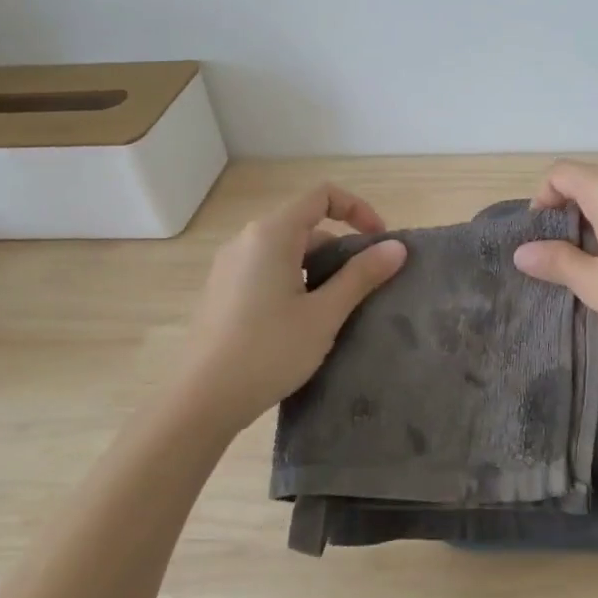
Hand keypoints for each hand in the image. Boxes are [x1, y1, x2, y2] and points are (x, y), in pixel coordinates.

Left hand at [169, 183, 406, 434]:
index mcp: (271, 234)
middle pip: (305, 224)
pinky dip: (295, 279)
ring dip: (319, 266)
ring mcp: (229, 266)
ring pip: (286, 250)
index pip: (322, 195)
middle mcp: (246, 240)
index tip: (380, 243)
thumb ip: (362, 276)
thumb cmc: (269, 351)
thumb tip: (397, 247)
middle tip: (365, 283)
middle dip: (341, 246)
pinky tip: (302, 321)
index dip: (358, 209)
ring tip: (338, 306)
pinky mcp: (222, 291)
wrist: (201, 401)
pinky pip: (267, 269)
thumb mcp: (325, 314)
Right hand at [512, 160, 597, 352]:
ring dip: (595, 222)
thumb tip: (523, 252)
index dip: (541, 201)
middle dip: (567, 214)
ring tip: (593, 266)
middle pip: (587, 182)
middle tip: (562, 259)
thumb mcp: (595, 283)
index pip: (560, 174)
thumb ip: (556, 262)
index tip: (540, 240)